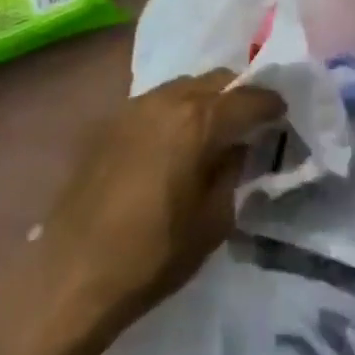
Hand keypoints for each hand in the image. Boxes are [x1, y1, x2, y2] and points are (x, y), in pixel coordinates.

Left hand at [35, 71, 283, 330]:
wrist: (72, 275)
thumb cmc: (152, 255)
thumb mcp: (212, 222)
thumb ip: (233, 173)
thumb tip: (239, 148)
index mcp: (199, 119)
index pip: (248, 97)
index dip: (270, 104)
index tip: (282, 113)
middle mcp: (168, 98)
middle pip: (216, 80)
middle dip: (238, 94)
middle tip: (250, 120)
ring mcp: (135, 106)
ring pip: (184, 86)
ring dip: (205, 100)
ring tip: (212, 129)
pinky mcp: (111, 121)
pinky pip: (157, 102)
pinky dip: (176, 111)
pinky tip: (174, 141)